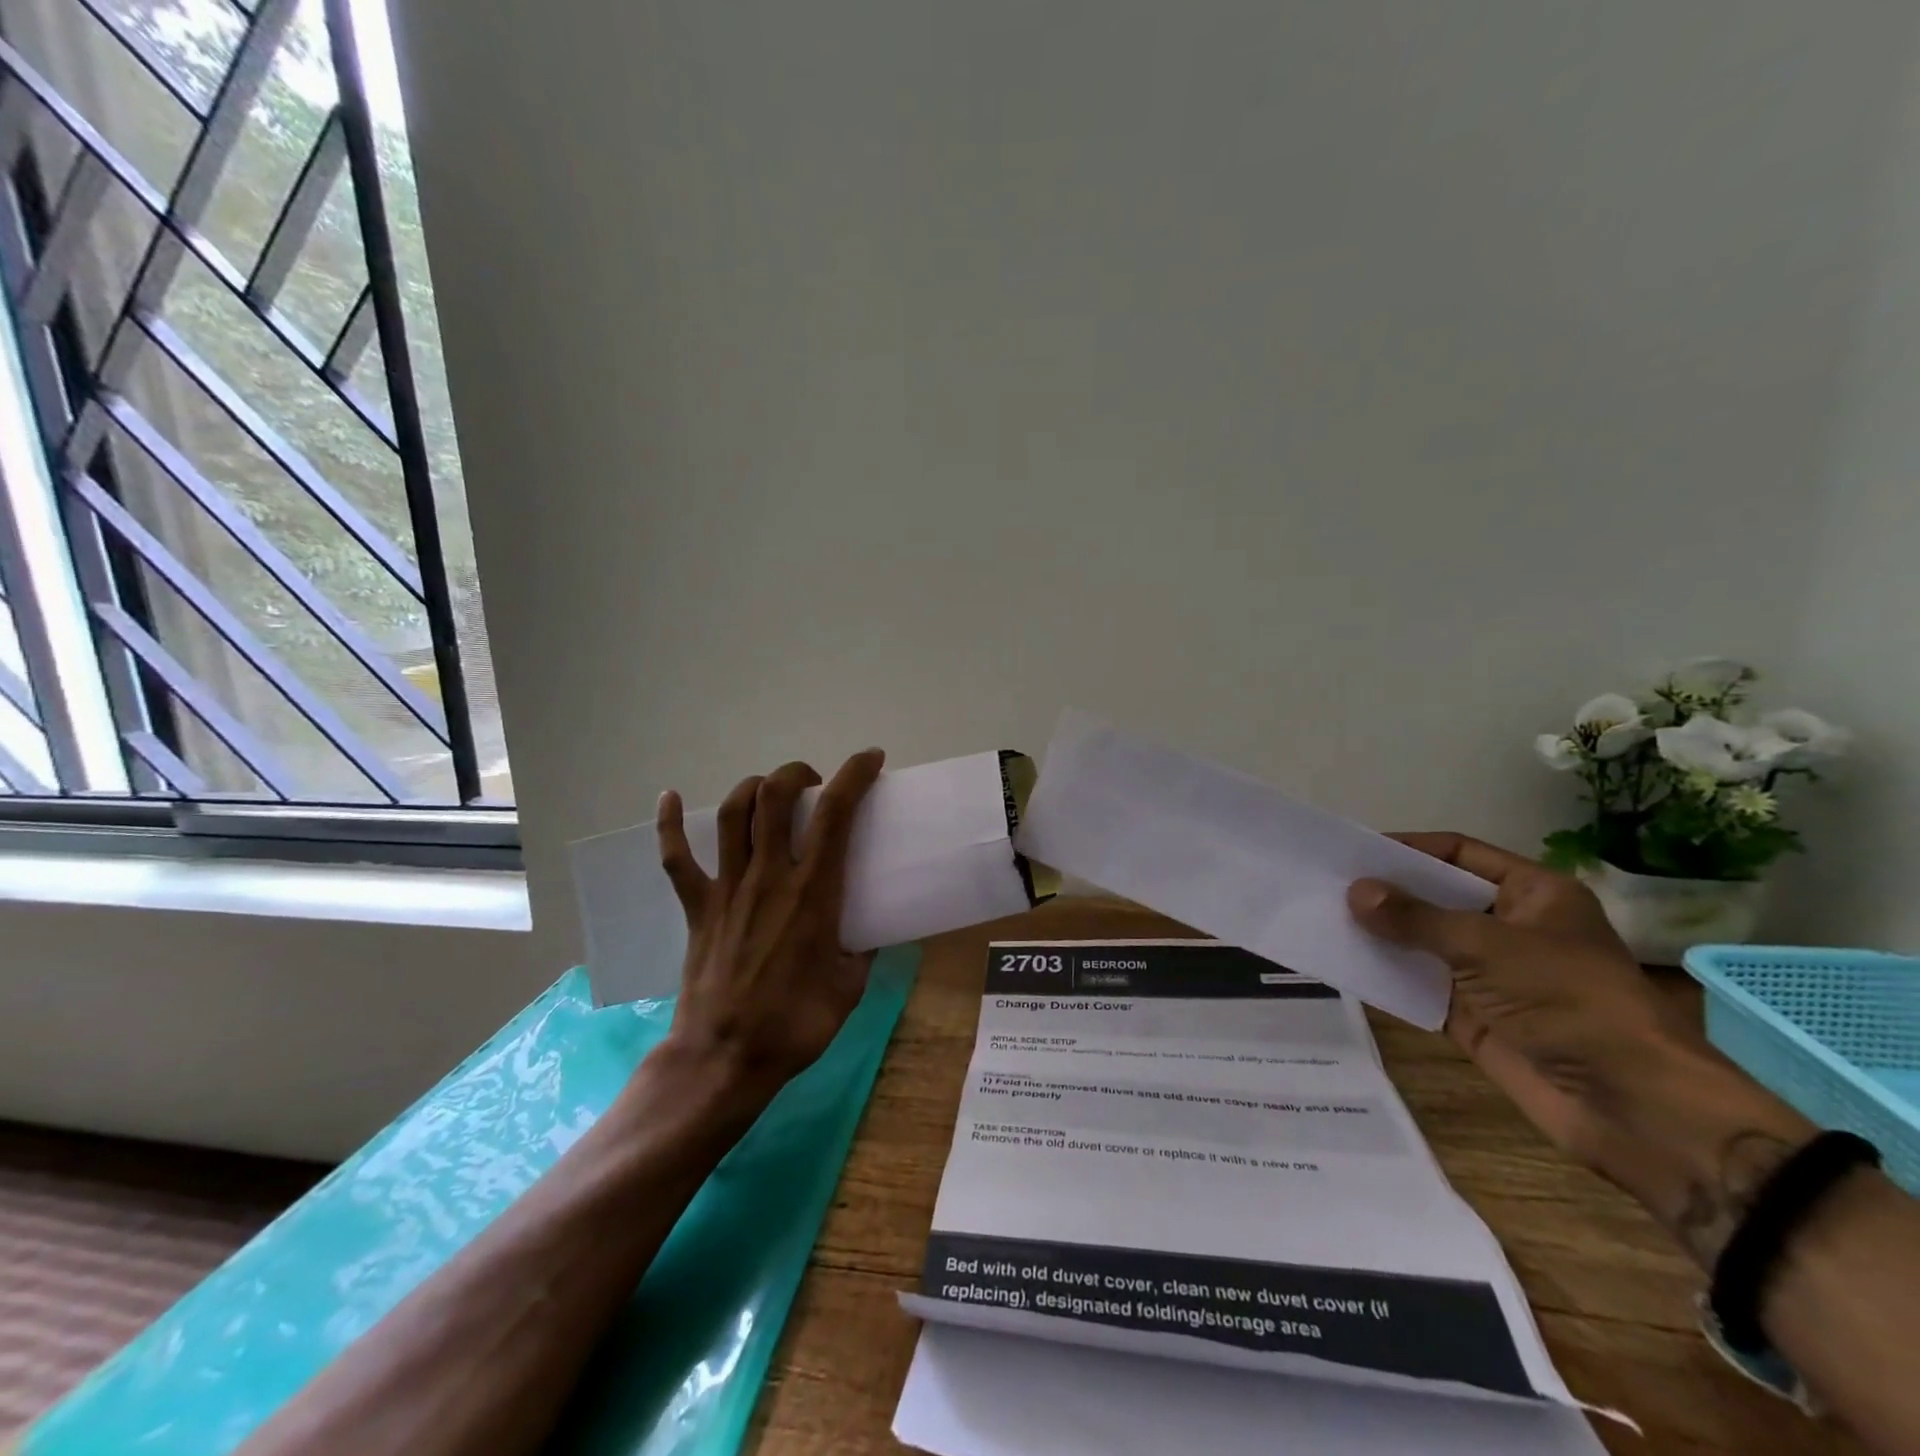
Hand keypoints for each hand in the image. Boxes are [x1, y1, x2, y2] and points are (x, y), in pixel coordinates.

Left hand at [656, 750, 885, 1102]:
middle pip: (776, 798)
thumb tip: (870, 931)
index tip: (869, 759)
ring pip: (735, 814)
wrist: (725, 1059)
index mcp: (813, 892)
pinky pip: (676, 858)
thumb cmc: (795, 1025)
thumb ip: (862, 950)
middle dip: (796, 773)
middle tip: (813, 782)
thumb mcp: (851, 986)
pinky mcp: (697, 907)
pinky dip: (670, 824)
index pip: (835, 814)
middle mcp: (769, 877)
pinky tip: (669, 796)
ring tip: (769, 789)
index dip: (854, 776)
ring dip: (754, 788)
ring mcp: (727, 888)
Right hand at [1347, 834, 1811, 1264]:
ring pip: (1423, 942)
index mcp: (1532, 894)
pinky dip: (1387, 976)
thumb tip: (1354, 892)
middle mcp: (1510, 927)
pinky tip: (1344, 964)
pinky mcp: (1474, 1016)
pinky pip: (1420, 985)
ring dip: (1381, 934)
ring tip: (1323, 918)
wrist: (1632, 1108)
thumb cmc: (1570, 1002)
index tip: (1353, 850)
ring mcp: (1491, 974)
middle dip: (1386, 892)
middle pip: (1435, 897)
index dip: (1407, 848)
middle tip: (1325, 884)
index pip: (1457, 853)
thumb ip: (1416, 918)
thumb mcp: (1487, 946)